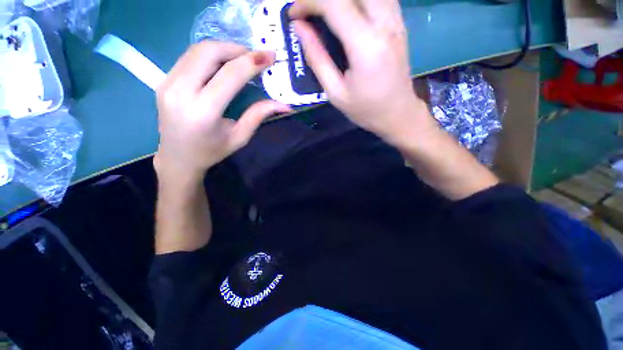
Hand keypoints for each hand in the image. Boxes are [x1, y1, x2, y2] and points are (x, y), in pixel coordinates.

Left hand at [154, 41, 291, 180]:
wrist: (178, 158)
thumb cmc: (212, 151)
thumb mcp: (240, 137)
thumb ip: (258, 115)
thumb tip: (284, 105)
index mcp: (203, 111)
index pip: (229, 75)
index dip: (252, 62)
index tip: (269, 55)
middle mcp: (181, 92)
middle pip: (209, 52)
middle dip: (236, 49)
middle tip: (255, 57)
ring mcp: (167, 83)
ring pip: (197, 50)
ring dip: (223, 49)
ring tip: (241, 59)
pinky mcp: (164, 80)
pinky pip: (189, 57)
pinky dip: (210, 55)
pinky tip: (223, 65)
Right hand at [289, 0, 436, 144]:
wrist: (398, 114)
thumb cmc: (365, 110)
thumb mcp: (335, 93)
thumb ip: (317, 58)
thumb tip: (300, 28)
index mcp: (366, 46)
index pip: (334, 3)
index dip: (308, 2)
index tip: (293, 15)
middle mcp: (384, 24)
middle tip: (309, 11)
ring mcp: (396, 21)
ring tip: (325, 12)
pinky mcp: (399, 23)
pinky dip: (359, 1)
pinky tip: (348, 12)